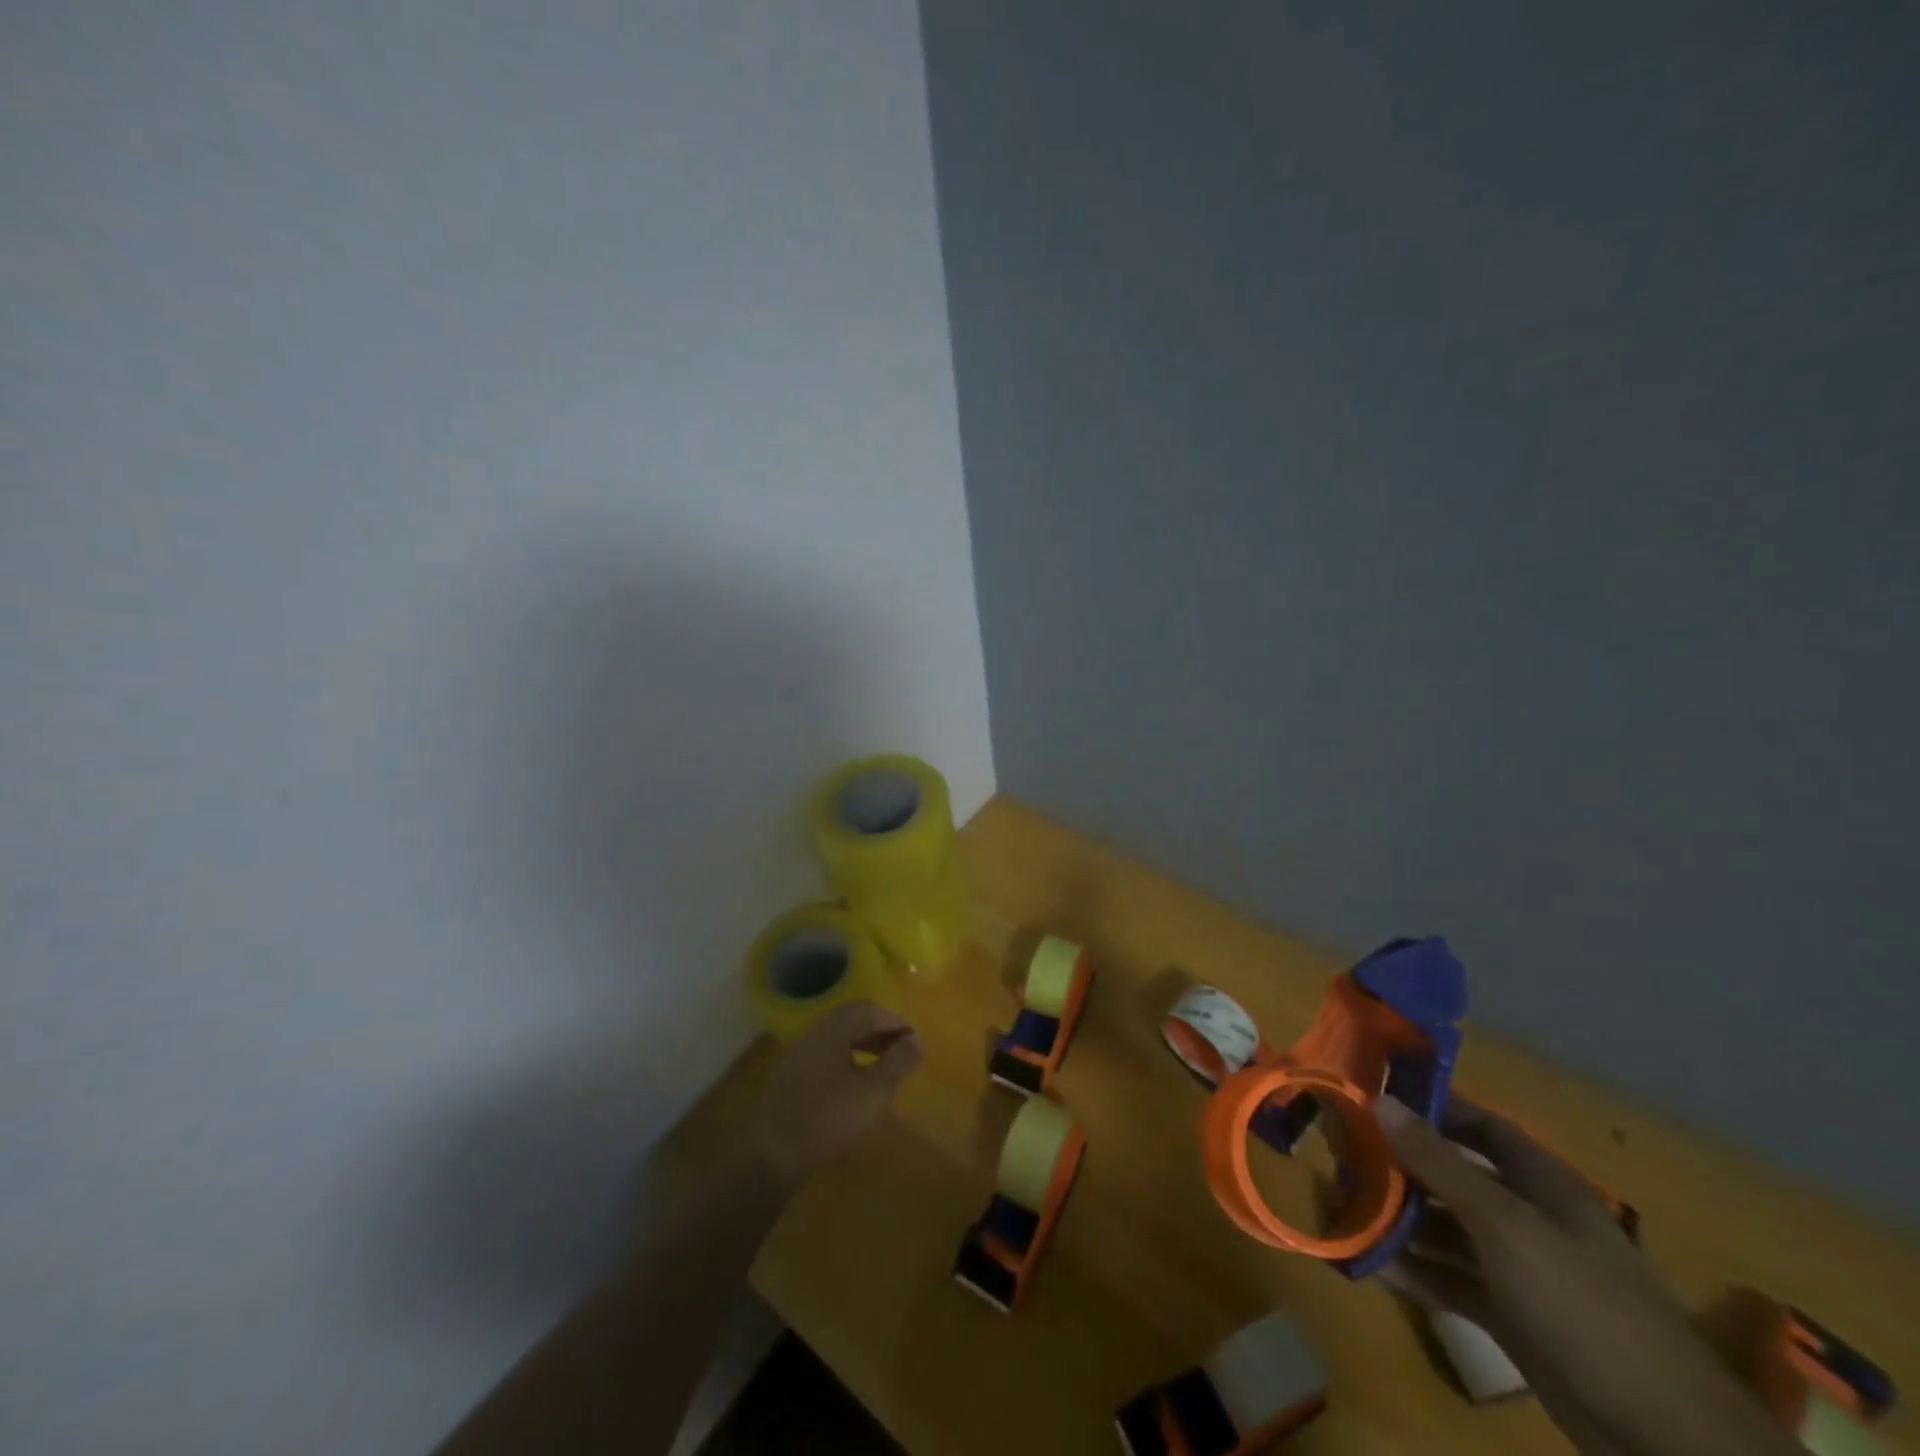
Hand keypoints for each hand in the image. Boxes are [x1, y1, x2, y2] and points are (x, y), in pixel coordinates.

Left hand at [750, 1002, 921, 1187]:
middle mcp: (813, 1034)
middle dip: (879, 1032)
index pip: (868, 1010)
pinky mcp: (789, 1079)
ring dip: (863, 1046)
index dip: (894, 1022)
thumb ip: (897, 1063)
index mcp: (833, 1029)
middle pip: (851, 1021)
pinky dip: (846, 1061)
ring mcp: (797, 1056)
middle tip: (901, 1052)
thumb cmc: (827, 1118)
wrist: (769, 1155)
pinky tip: (853, 1087)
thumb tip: (915, 1040)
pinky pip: (824, 1057)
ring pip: (837, 1039)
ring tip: (882, 1069)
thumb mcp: (873, 1092)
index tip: (913, 1041)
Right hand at [1376, 1096, 1800, 1455]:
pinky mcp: (1510, 1317)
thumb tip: (1379, 1100)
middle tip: (1342, 1153)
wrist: (1667, 1440)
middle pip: (1455, 1176)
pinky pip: (1450, 1279)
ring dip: (1399, 1218)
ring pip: (1447, 1229)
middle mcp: (1529, 1218)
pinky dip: (1413, 1269)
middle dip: (1401, 1164)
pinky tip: (1367, 1262)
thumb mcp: (1505, 1225)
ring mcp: (1520, 1270)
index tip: (1374, 1097)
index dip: (1431, 1107)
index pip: (1479, 1125)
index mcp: (1541, 1184)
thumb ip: (1439, 1164)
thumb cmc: (1584, 1306)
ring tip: (1344, 1204)